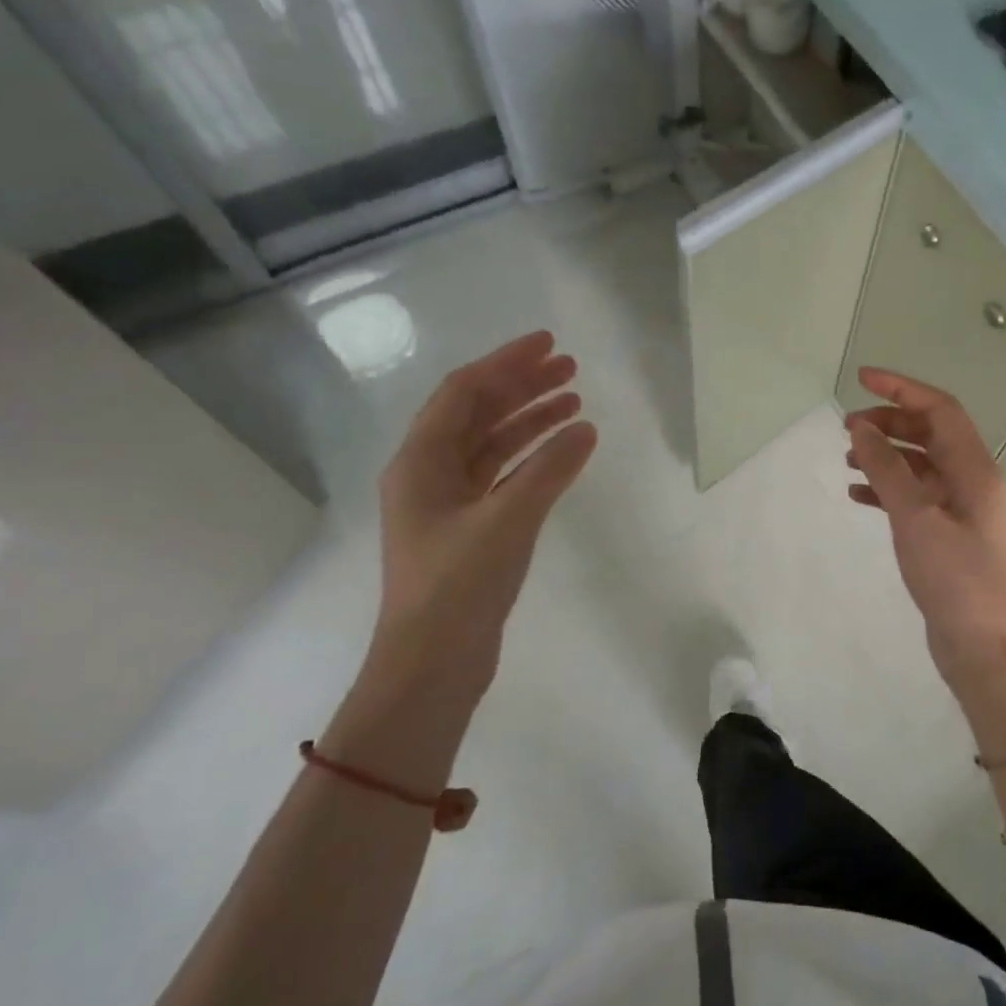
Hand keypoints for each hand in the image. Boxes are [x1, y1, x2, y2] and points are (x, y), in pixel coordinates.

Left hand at [372, 331, 596, 702]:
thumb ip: (549, 470)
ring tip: (575, 404)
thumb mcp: (507, 520)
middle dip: (522, 387)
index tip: (549, 344)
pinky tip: (563, 454)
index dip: (507, 363)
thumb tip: (586, 429)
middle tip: (570, 369)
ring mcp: (448, 504)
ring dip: (529, 422)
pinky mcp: (468, 530)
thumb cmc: (459, 585)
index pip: (464, 392)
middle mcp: (428, 474)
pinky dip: (531, 461)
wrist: (433, 662)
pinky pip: (501, 478)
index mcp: (420, 462)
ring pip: (491, 446)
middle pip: (477, 414)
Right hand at [844, 368, 1005, 698]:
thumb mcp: (916, 518)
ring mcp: (961, 510)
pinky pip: (915, 497)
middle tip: (846, 429)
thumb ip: (887, 469)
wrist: (983, 645)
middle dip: (889, 423)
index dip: (902, 389)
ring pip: (920, 466)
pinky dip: (887, 489)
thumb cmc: (954, 579)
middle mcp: (972, 481)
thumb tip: (861, 428)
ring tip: (846, 459)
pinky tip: (858, 495)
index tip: (862, 379)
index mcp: (975, 469)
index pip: (940, 409)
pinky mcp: (947, 535)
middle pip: (930, 434)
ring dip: (886, 455)